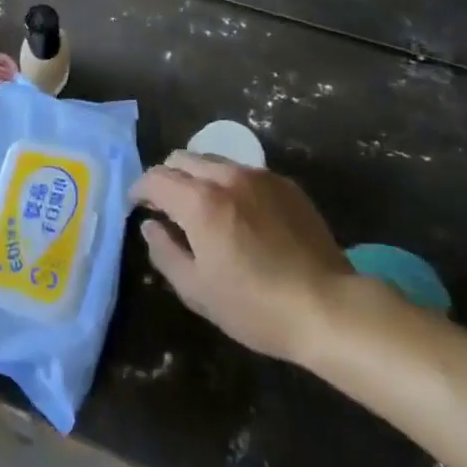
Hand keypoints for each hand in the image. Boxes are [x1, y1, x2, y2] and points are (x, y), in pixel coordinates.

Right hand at [128, 151, 353, 363]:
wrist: (329, 308)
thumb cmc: (256, 306)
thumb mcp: (198, 290)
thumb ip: (164, 252)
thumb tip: (150, 226)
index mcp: (199, 201)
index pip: (156, 178)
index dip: (140, 189)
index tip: (137, 205)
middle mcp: (225, 176)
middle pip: (182, 159)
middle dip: (167, 177)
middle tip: (167, 207)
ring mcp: (258, 176)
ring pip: (213, 161)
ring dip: (198, 178)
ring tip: (204, 209)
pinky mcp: (285, 184)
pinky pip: (244, 173)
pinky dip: (230, 185)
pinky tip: (241, 215)